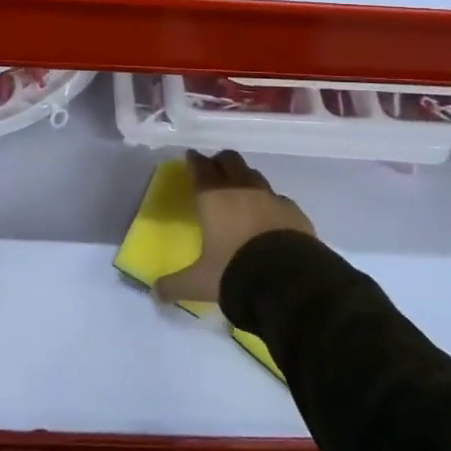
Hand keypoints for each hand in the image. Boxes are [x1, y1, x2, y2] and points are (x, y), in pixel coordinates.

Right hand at [154, 150, 315, 304]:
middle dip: (220, 162)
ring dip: (245, 178)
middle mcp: (242, 190)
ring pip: (255, 175)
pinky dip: (269, 202)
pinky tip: (269, 215)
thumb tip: (155, 293)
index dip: (194, 161)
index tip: (191, 157)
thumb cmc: (234, 272)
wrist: (290, 281)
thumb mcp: (199, 283)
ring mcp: (271, 198)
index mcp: (213, 198)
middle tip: (214, 170)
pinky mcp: (295, 212)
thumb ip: (175, 284)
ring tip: (240, 191)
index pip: (200, 168)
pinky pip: (278, 198)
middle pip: (230, 161)